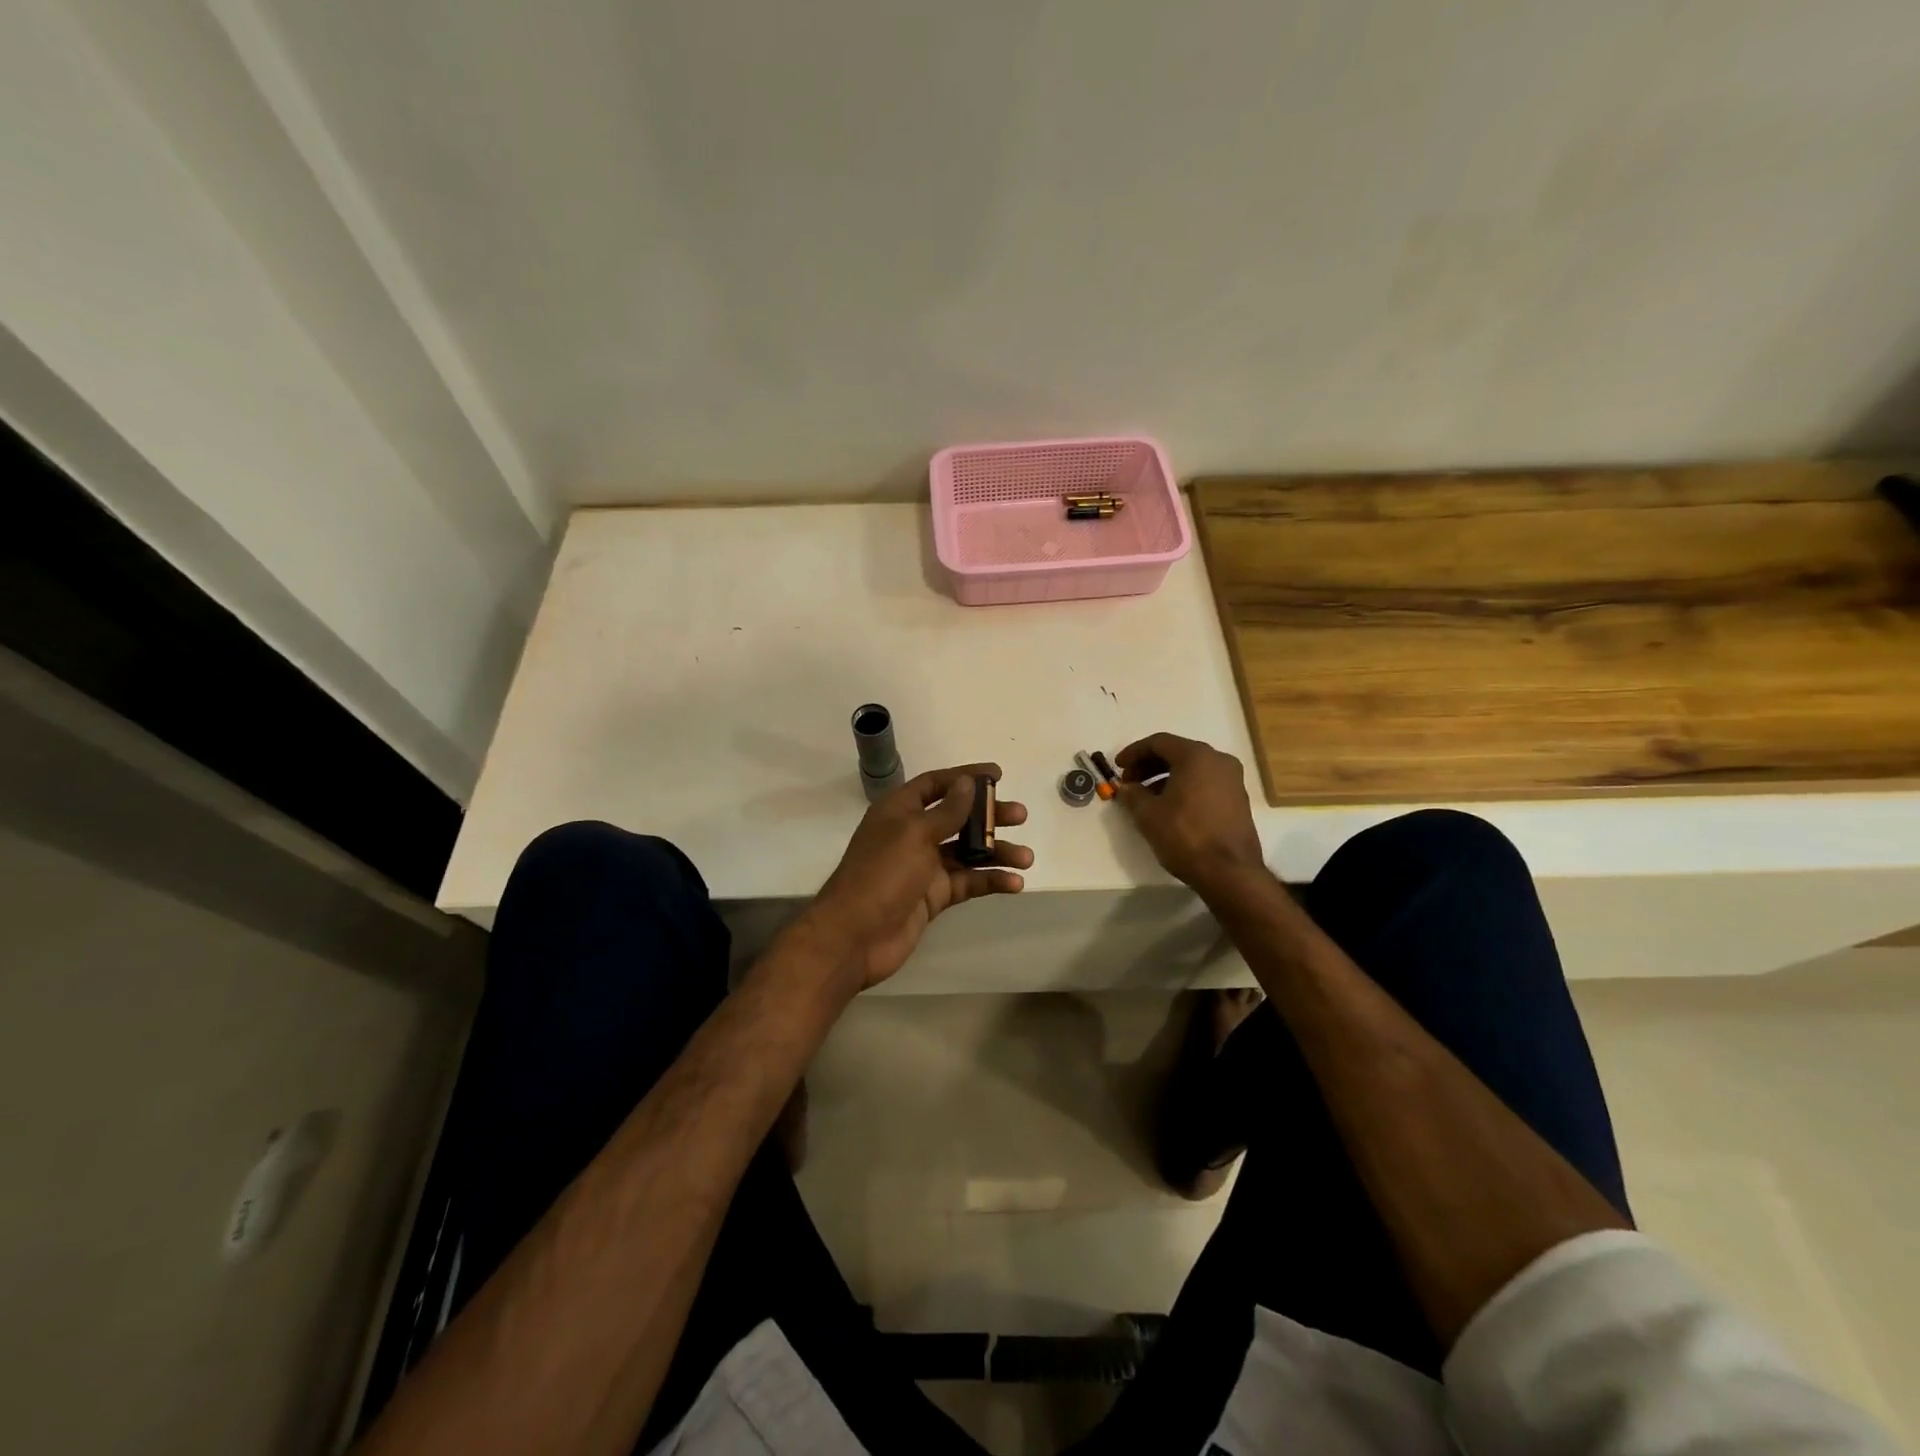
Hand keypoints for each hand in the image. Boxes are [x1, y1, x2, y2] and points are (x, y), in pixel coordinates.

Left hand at [799, 764, 1031, 992]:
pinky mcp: (933, 896)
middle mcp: (912, 834)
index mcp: (899, 811)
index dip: (965, 777)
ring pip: (967, 852)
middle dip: (989, 816)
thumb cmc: (882, 874)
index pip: (936, 784)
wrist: (855, 936)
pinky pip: (967, 882)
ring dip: (997, 852)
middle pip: (957, 817)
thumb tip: (967, 782)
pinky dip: (990, 880)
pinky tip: (1014, 883)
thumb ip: (947, 811)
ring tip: (1026, 857)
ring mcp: (923, 867)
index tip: (998, 775)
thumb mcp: (915, 834)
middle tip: (1020, 816)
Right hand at [1114, 733, 1264, 891]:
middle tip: (1129, 782)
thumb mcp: (1148, 814)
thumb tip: (1125, 788)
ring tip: (1145, 797)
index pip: (1158, 742)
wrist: (1229, 872)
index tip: (1117, 766)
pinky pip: (1204, 782)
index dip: (1134, 752)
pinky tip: (1169, 807)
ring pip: (1192, 768)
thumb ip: (1132, 794)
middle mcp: (1218, 760)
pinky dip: (1183, 787)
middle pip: (1177, 752)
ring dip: (1165, 777)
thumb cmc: (1185, 836)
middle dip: (1149, 765)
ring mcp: (1232, 779)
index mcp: (1196, 756)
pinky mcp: (1237, 799)